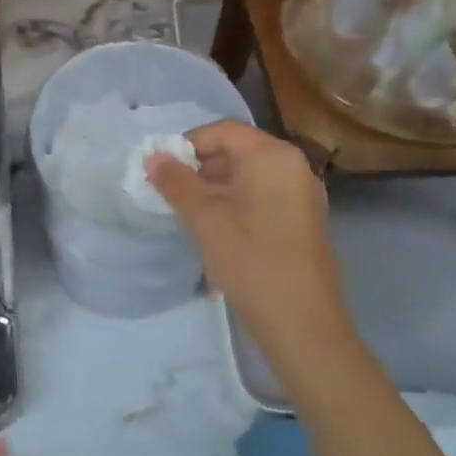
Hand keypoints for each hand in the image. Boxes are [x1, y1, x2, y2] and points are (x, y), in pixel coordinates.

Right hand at [147, 120, 353, 365]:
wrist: (302, 324)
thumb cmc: (251, 259)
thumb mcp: (204, 218)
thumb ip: (176, 182)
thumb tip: (152, 156)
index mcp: (273, 156)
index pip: (223, 131)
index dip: (187, 144)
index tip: (162, 168)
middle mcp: (294, 166)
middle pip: (238, 150)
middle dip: (200, 166)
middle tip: (170, 190)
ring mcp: (303, 195)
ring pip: (249, 175)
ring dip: (215, 186)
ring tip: (187, 211)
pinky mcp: (303, 220)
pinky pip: (263, 195)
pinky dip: (236, 202)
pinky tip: (215, 228)